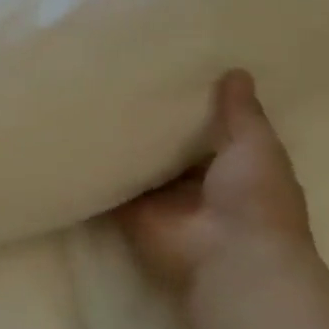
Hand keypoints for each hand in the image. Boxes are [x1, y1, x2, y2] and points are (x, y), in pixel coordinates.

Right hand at [107, 70, 312, 296]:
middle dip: (150, 122)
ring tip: (89, 97)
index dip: (193, 106)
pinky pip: (108, 186)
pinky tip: (72, 136)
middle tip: (121, 78)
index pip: (209, 132)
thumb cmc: (254, 200)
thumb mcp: (256, 147)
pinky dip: (94, 169)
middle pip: (168, 147)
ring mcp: (161, 200)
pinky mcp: (130, 212)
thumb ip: (241, 113)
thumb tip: (237, 70)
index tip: (169, 74)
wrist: (228, 257)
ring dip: (120, 143)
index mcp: (232, 169)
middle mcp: (195, 184)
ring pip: (136, 165)